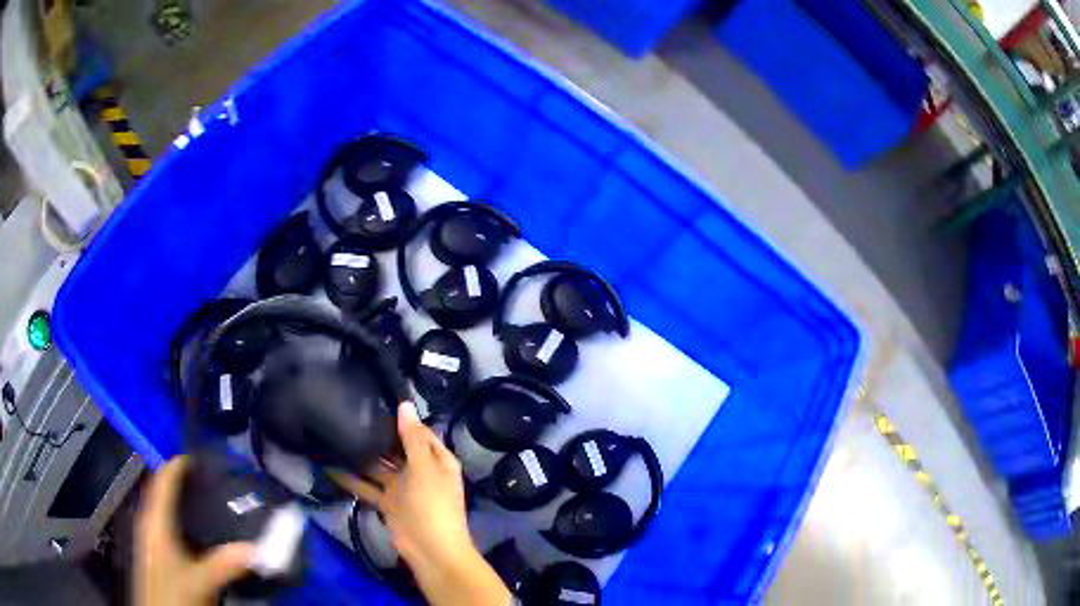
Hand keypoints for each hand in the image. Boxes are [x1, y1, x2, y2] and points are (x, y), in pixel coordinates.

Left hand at [135, 456, 256, 605]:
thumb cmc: (173, 592)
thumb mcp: (200, 581)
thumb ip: (225, 564)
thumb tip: (257, 548)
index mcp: (156, 521)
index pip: (163, 481)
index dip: (178, 465)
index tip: (200, 456)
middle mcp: (150, 522)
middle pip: (162, 490)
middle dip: (182, 481)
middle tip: (208, 476)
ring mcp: (151, 537)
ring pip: (163, 507)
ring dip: (180, 498)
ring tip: (205, 497)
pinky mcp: (155, 551)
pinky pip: (166, 522)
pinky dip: (179, 516)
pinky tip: (196, 529)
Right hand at [333, 401, 510, 605]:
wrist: (431, 550)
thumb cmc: (432, 504)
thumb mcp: (424, 468)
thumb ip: (412, 438)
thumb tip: (405, 405)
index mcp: (437, 460)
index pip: (418, 432)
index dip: (401, 419)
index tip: (376, 401)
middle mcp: (420, 471)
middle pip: (396, 449)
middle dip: (377, 437)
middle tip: (348, 414)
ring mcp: (403, 488)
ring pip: (379, 467)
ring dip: (361, 457)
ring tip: (334, 435)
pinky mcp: (388, 503)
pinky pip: (368, 487)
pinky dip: (352, 480)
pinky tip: (330, 466)